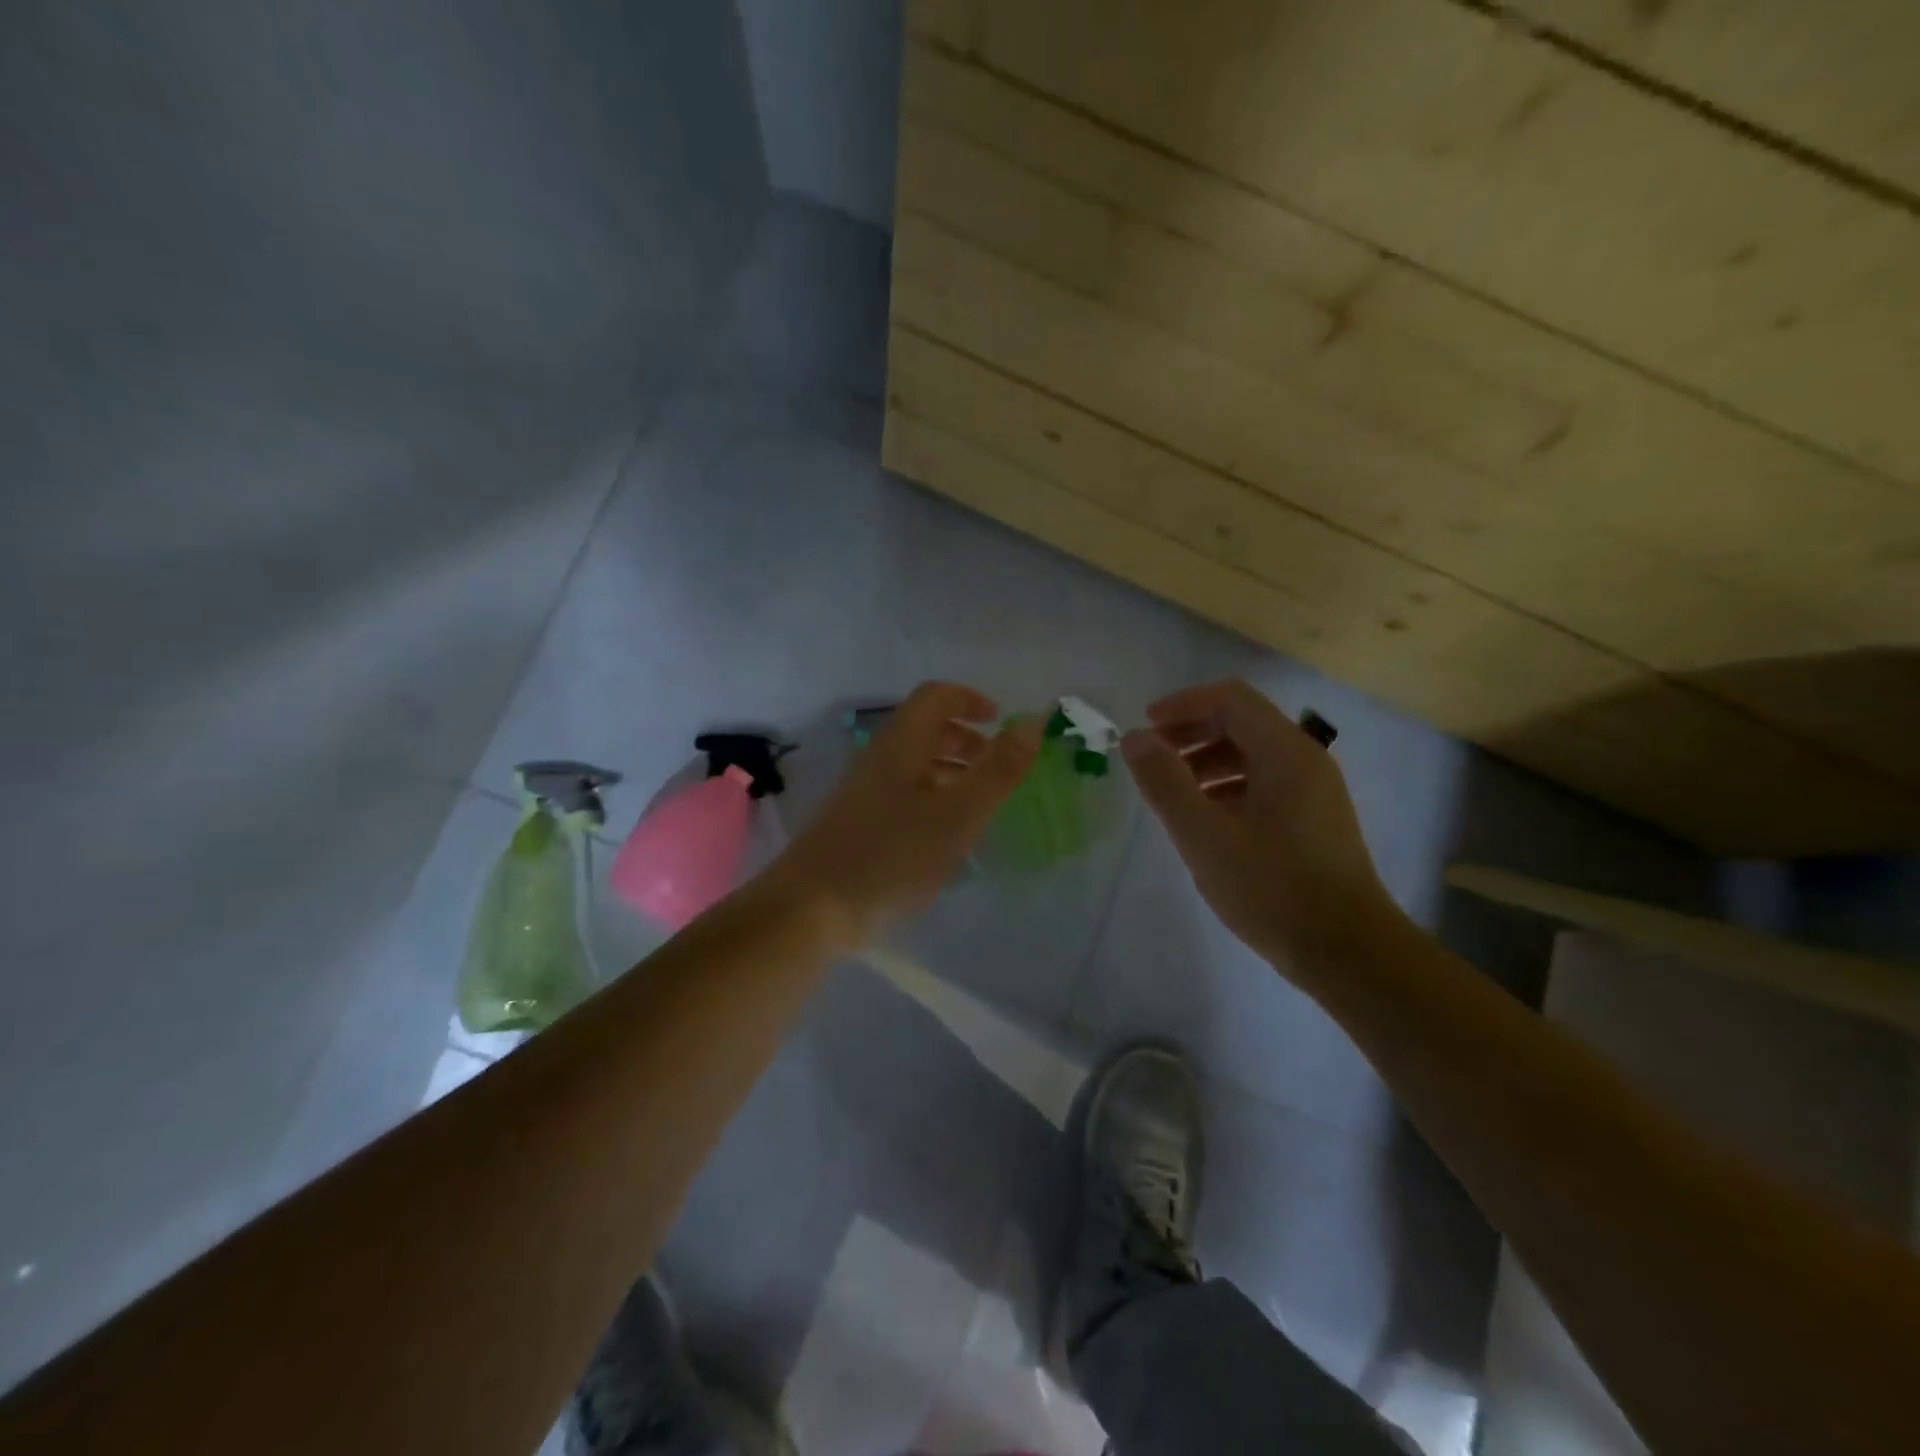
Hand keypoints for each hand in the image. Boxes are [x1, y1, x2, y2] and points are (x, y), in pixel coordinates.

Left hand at [769, 682, 1043, 946]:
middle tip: (997, 768)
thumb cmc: (891, 855)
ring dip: (951, 772)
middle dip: (966, 740)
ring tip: (981, 804)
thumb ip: (998, 769)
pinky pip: (904, 795)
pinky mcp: (858, 824)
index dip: (970, 700)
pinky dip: (934, 800)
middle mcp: (880, 758)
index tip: (1001, 722)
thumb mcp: (957, 813)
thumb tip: (1034, 722)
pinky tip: (947, 836)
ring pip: (915, 765)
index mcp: (901, 743)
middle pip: (925, 729)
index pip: (936, 697)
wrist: (812, 908)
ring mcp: (864, 792)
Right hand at [1121, 680, 1401, 976]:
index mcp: (1285, 752)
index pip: (1230, 699)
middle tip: (1153, 757)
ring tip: (1173, 790)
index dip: (1183, 705)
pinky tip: (1206, 819)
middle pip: (1242, 722)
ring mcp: (1315, 792)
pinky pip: (1265, 783)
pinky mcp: (1315, 821)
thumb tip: (1134, 738)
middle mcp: (1305, 760)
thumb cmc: (1272, 887)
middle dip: (1192, 732)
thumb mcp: (1204, 834)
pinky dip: (1228, 786)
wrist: (1347, 952)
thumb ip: (1165, 782)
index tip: (1145, 726)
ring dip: (1207, 760)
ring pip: (1253, 755)